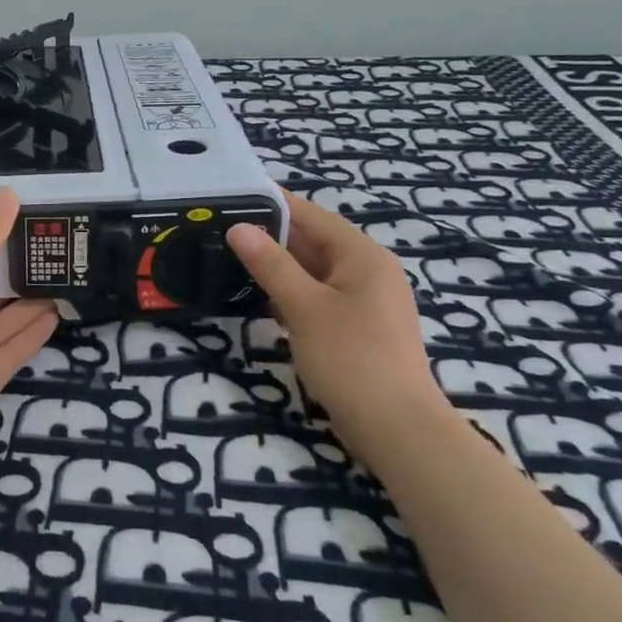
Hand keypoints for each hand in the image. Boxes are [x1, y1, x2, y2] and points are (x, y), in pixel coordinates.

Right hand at [227, 189, 447, 458]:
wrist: (397, 429)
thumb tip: (239, 227)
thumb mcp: (304, 307)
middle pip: (315, 242)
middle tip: (224, 227)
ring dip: (280, 266)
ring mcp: (366, 302)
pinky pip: (320, 297)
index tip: (237, 192)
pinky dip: (292, 293)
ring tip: (233, 257)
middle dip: (273, 236)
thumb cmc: (351, 358)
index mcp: (363, 256)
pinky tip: (262, 297)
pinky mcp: (358, 329)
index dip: (276, 203)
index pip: (313, 216)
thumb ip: (271, 265)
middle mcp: (369, 272)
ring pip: (315, 272)